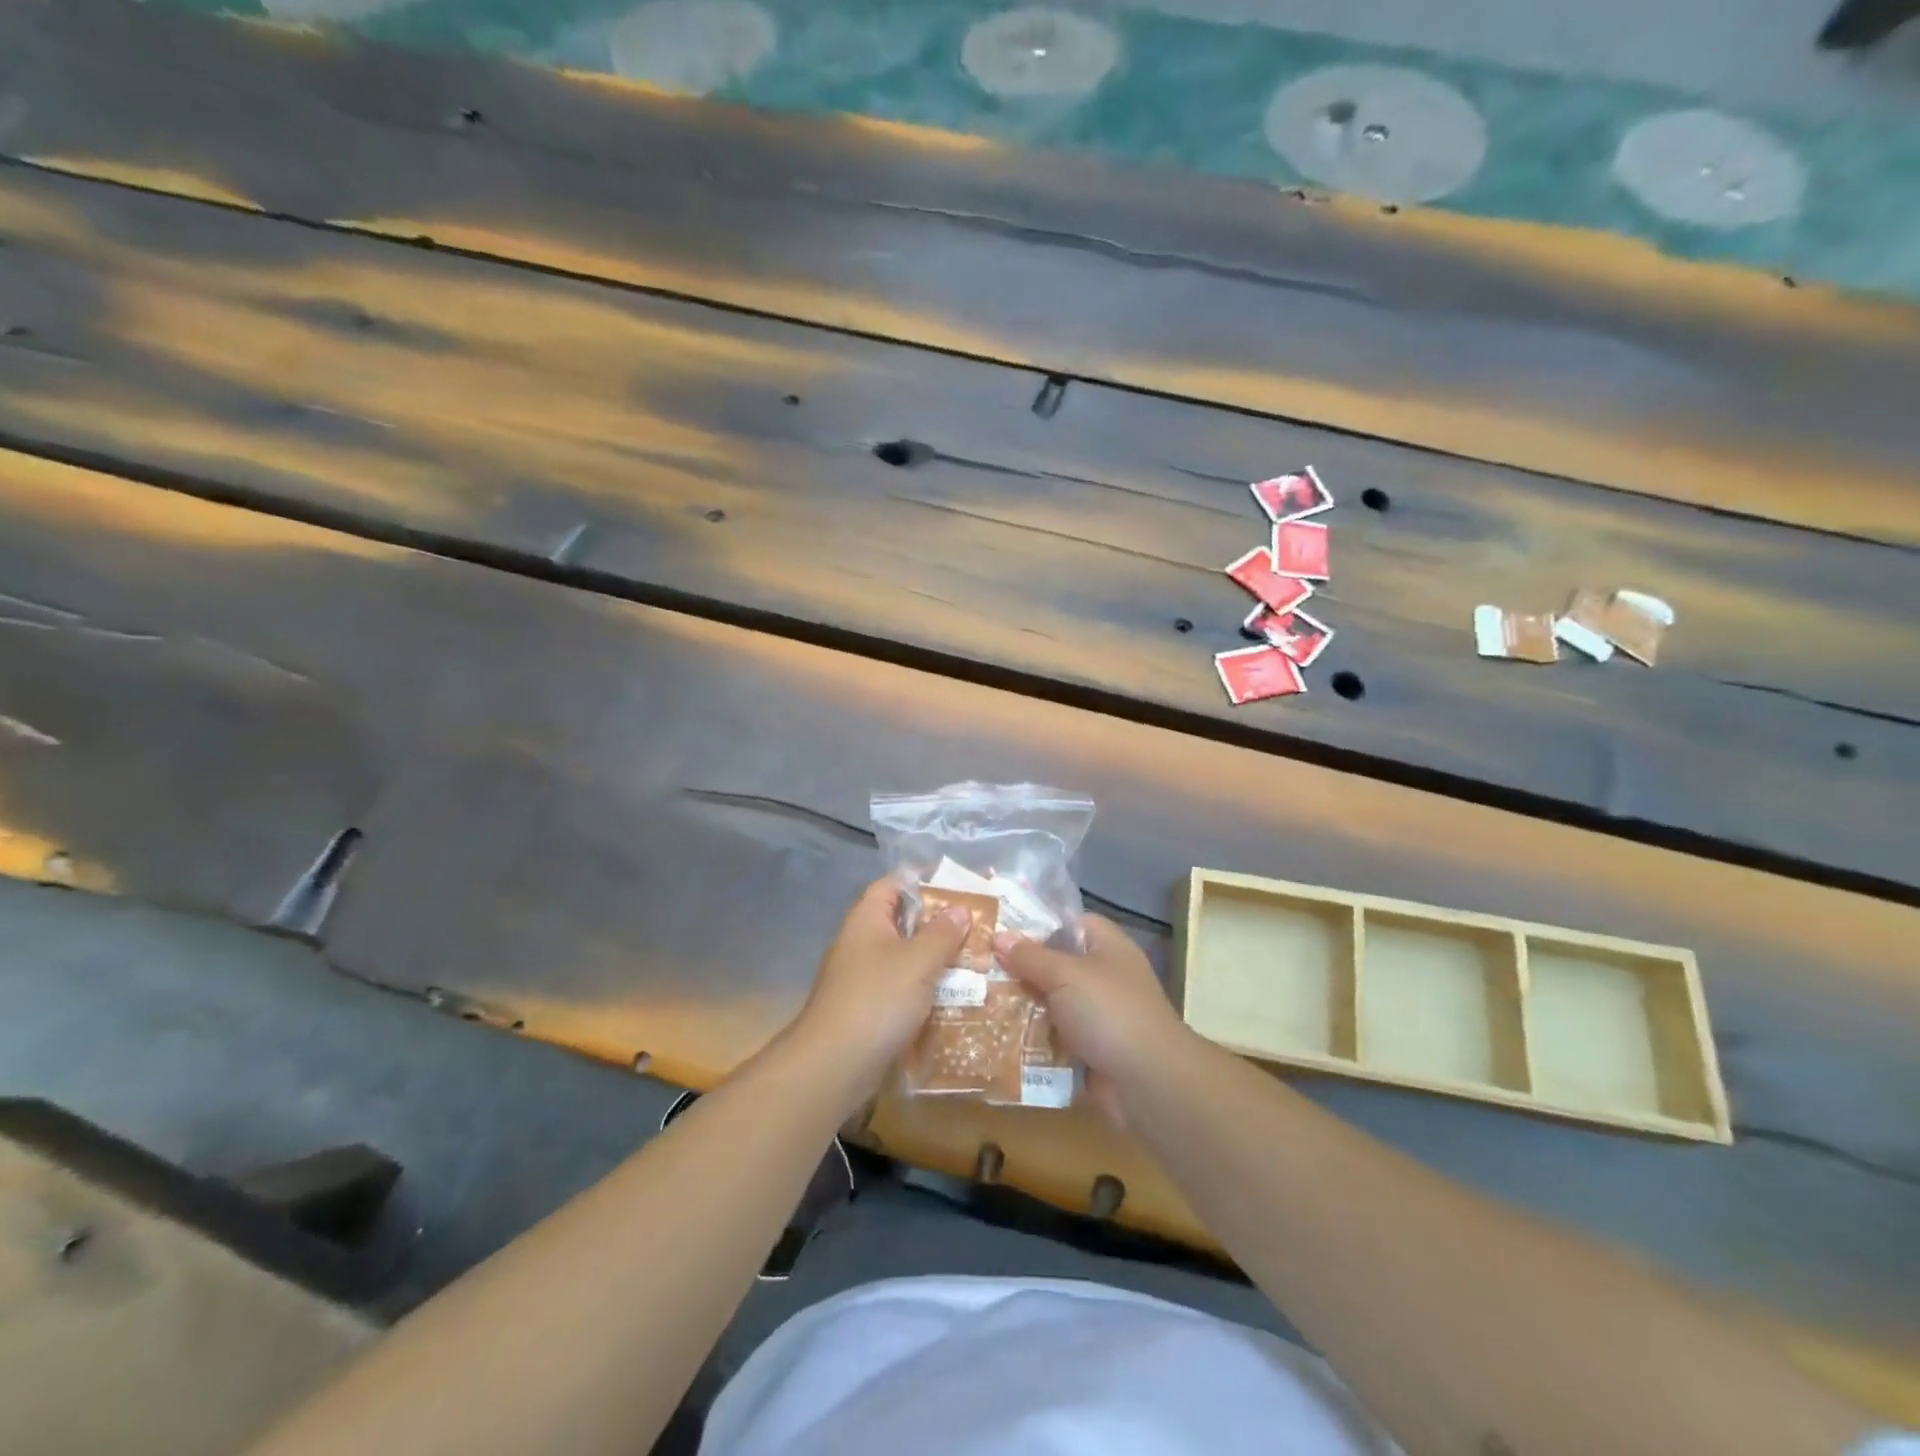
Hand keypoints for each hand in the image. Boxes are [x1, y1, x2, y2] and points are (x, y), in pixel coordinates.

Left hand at [790, 877, 969, 1096]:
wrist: (834, 1065)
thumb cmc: (877, 999)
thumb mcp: (918, 961)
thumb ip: (942, 933)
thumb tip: (960, 908)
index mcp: (867, 919)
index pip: (893, 884)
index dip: (922, 880)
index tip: (957, 885)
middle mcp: (861, 942)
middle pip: (902, 921)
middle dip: (938, 923)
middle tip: (976, 925)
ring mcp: (862, 978)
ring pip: (904, 958)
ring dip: (935, 959)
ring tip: (975, 960)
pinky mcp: (867, 1009)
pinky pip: (901, 989)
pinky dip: (924, 990)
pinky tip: (954, 997)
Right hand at [994, 915, 1193, 1125]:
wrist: (1148, 1082)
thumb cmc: (1110, 1012)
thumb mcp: (1066, 975)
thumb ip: (1031, 956)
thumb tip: (999, 936)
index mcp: (1107, 946)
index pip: (1069, 922)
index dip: (1036, 923)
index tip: (999, 928)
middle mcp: (1103, 976)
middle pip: (1055, 964)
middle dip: (1019, 967)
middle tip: (978, 966)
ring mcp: (1096, 1015)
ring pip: (1050, 1002)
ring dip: (1021, 1005)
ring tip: (976, 998)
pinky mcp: (1088, 1049)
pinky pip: (1052, 1037)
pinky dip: (1030, 1038)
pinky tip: (995, 1034)